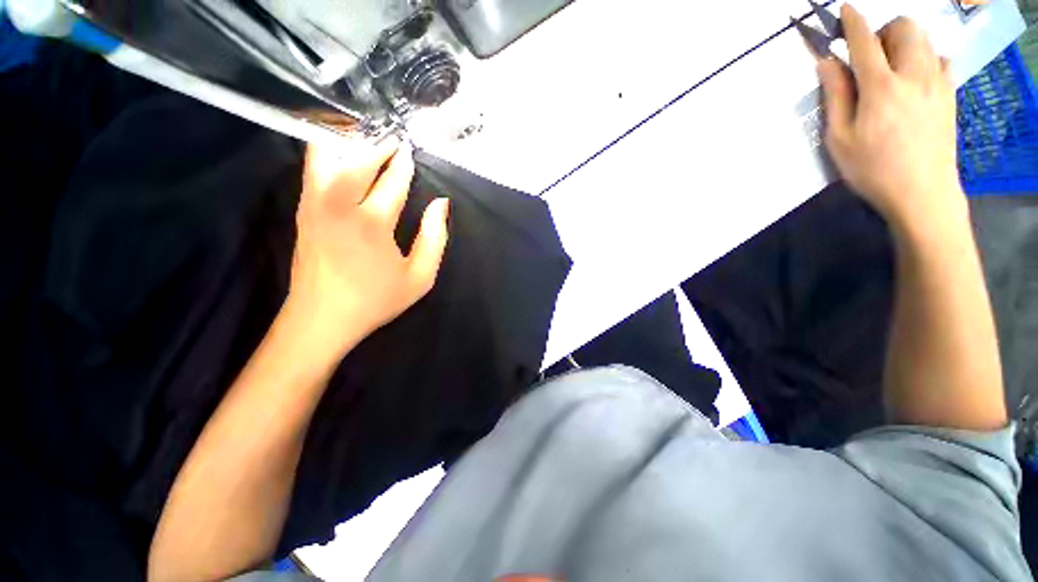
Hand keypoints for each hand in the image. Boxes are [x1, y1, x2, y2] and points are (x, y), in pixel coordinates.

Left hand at [285, 139, 448, 359]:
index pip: (392, 181)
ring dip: (347, 141)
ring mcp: (314, 204)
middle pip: (355, 157)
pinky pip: (313, 168)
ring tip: (365, 137)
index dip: (403, 164)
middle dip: (376, 144)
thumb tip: (440, 205)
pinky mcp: (302, 209)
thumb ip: (434, 239)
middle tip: (392, 138)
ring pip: (325, 155)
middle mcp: (339, 205)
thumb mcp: (419, 278)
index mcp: (372, 223)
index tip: (410, 150)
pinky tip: (342, 153)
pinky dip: (328, 152)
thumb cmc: (375, 300)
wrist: (321, 318)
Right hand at [817, 5, 965, 229]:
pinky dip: (923, 58)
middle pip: (905, 28)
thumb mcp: (839, 139)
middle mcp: (913, 75)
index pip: (865, 42)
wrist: (923, 194)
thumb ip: (835, 96)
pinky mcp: (949, 94)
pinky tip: (913, 79)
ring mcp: (937, 83)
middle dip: (885, 30)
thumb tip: (827, 63)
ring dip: (904, 42)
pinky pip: (939, 59)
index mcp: (881, 87)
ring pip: (924, 40)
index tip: (844, 10)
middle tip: (870, 53)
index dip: (852, 22)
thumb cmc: (872, 169)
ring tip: (890, 67)